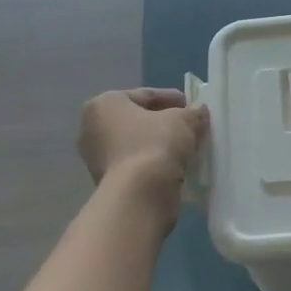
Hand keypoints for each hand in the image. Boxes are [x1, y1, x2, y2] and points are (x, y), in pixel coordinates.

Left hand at [78, 88, 207, 208]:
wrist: (139, 195)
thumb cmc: (155, 144)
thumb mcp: (183, 120)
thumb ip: (193, 112)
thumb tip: (199, 111)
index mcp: (104, 104)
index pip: (144, 95)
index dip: (171, 98)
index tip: (191, 105)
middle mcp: (92, 128)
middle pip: (137, 119)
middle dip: (163, 121)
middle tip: (189, 125)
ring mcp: (96, 158)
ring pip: (135, 143)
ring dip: (159, 143)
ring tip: (186, 146)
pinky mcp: (106, 181)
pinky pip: (134, 163)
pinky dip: (153, 161)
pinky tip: (174, 164)